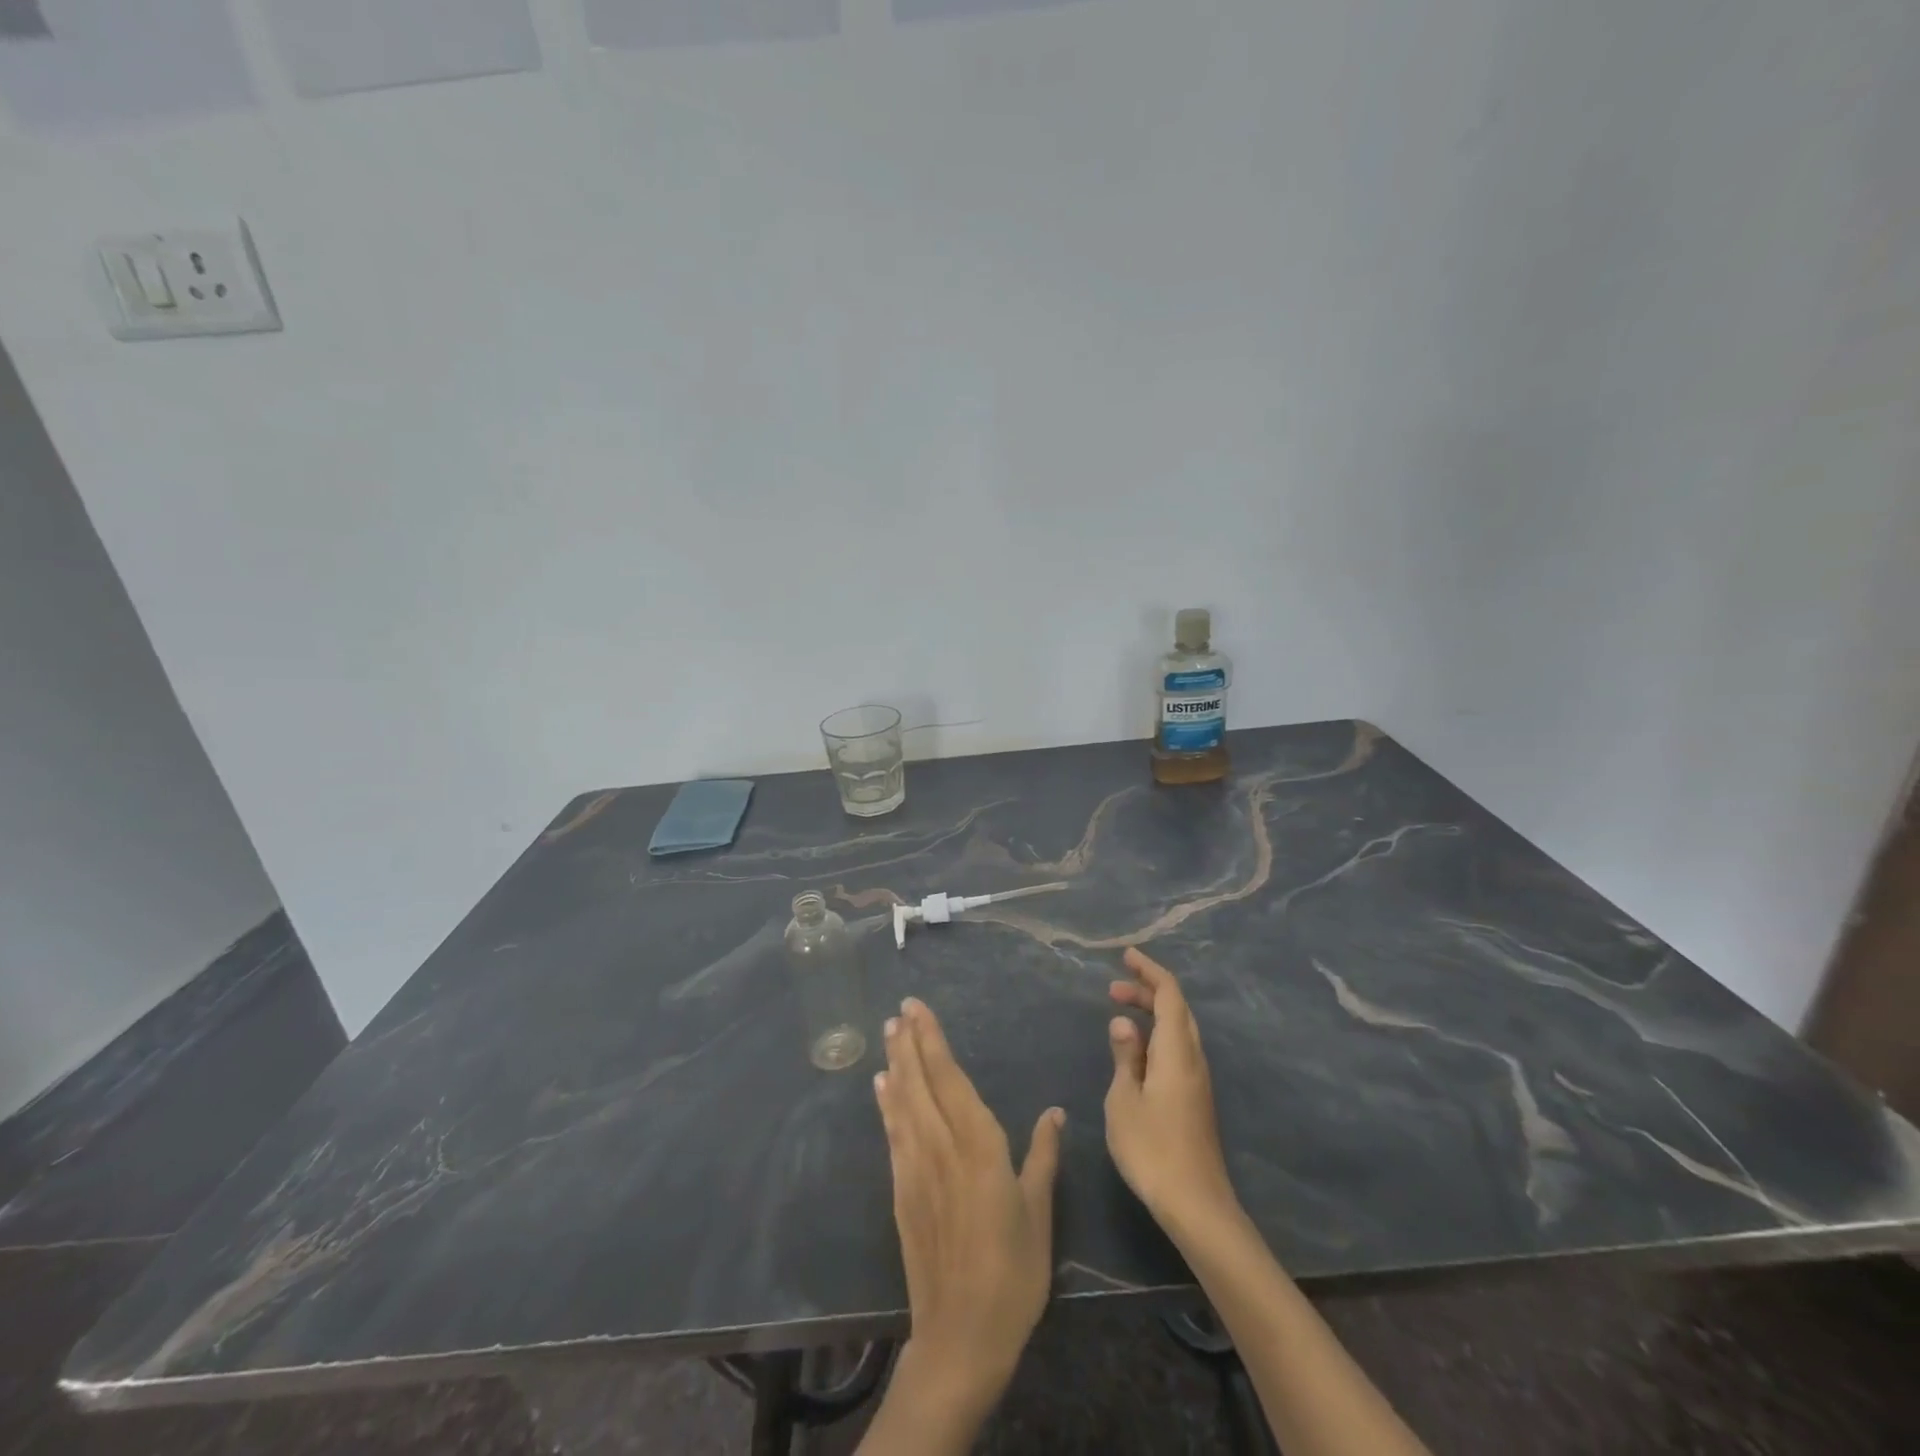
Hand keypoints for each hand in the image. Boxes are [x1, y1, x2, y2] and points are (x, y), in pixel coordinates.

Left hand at [874, 998, 1063, 1411]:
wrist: (961, 1337)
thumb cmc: (1013, 1274)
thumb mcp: (1039, 1214)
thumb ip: (1042, 1158)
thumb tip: (1054, 1113)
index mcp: (980, 1147)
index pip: (950, 1079)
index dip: (933, 1041)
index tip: (918, 1009)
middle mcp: (942, 1148)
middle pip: (920, 1082)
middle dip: (909, 1042)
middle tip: (899, 1009)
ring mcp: (916, 1169)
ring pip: (902, 1103)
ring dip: (895, 1064)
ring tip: (888, 1033)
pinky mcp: (901, 1191)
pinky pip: (893, 1134)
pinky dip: (886, 1104)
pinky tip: (883, 1086)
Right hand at [1105, 948, 1239, 1237]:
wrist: (1196, 1205)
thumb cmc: (1152, 1149)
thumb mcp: (1124, 1100)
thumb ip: (1125, 1056)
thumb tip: (1124, 1022)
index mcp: (1177, 1051)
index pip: (1169, 994)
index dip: (1150, 970)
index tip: (1127, 955)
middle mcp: (1193, 1058)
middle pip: (1177, 1009)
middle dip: (1148, 990)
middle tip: (1113, 988)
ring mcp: (1198, 1080)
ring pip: (1179, 1029)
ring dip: (1153, 1013)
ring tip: (1120, 1014)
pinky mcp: (1196, 1098)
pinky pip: (1178, 1049)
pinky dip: (1157, 1035)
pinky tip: (1137, 1051)